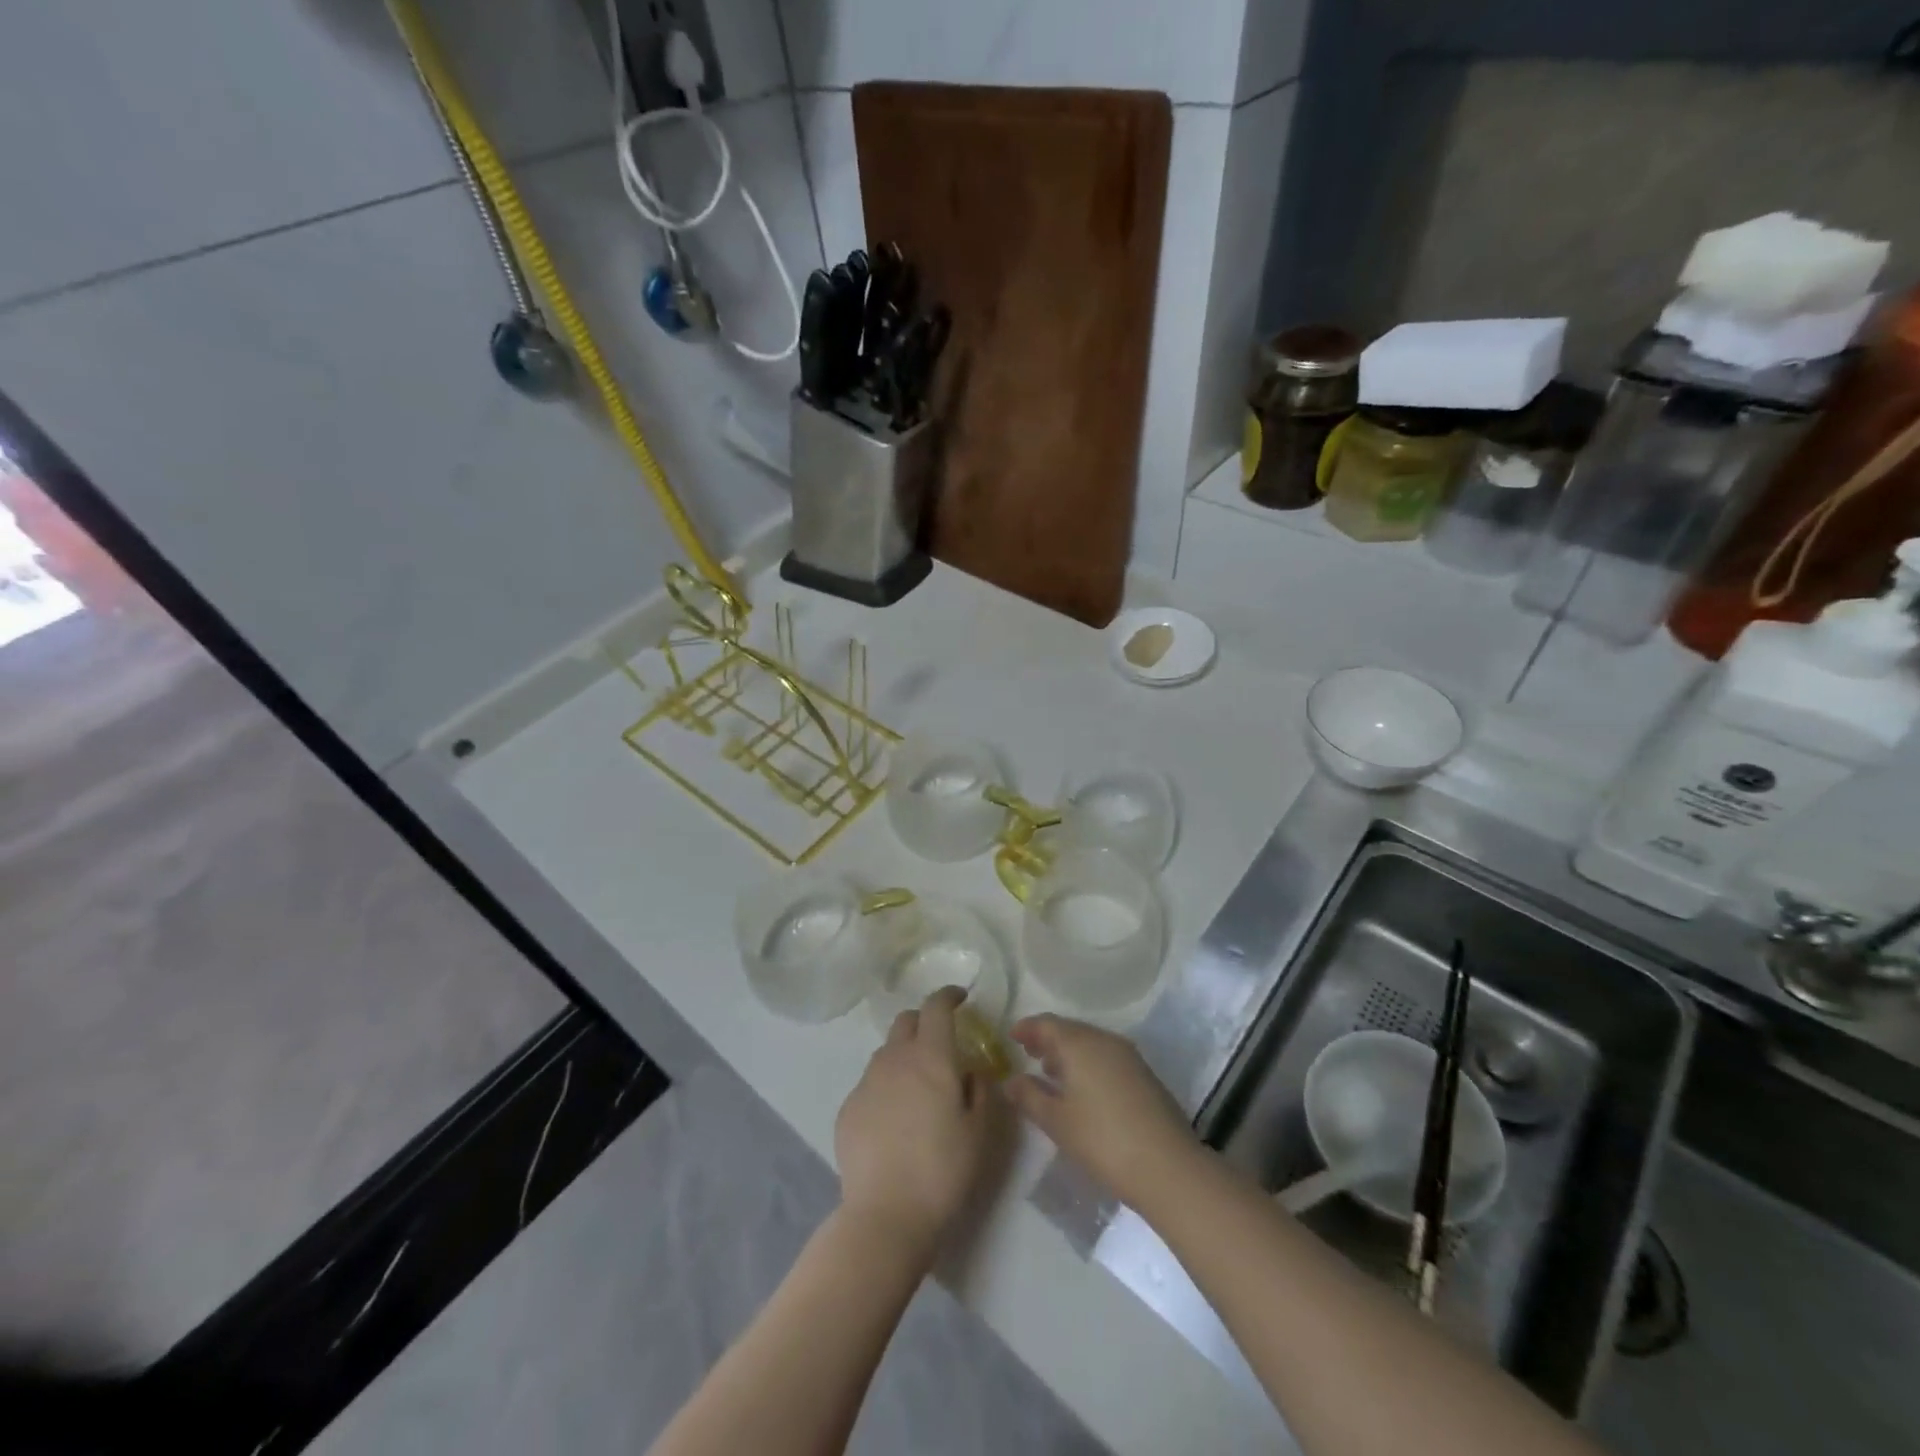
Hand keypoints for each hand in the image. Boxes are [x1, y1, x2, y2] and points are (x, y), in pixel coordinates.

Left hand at [835, 987, 998, 1256]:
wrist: (885, 1216)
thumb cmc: (943, 1171)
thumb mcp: (979, 1132)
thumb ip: (979, 1090)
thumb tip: (971, 1070)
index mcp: (931, 1058)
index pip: (936, 1007)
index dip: (948, 996)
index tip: (960, 998)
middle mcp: (895, 1059)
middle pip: (906, 1020)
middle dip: (924, 1021)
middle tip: (941, 1042)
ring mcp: (866, 1081)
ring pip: (887, 1051)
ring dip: (904, 1054)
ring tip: (918, 1086)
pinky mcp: (848, 1107)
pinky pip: (871, 1083)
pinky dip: (886, 1086)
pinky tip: (895, 1119)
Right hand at [1005, 1014, 1197, 1207]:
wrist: (1168, 1167)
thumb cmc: (1102, 1140)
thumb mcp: (1056, 1121)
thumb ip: (1029, 1096)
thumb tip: (1011, 1080)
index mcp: (1080, 1043)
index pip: (1047, 1023)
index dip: (1027, 1028)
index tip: (1011, 1036)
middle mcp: (1105, 1040)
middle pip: (1070, 1030)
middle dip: (1047, 1039)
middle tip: (1028, 1052)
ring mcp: (1129, 1056)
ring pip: (1090, 1044)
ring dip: (1068, 1053)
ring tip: (1050, 1071)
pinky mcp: (1144, 1075)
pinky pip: (1107, 1057)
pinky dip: (1088, 1064)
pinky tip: (1082, 1088)